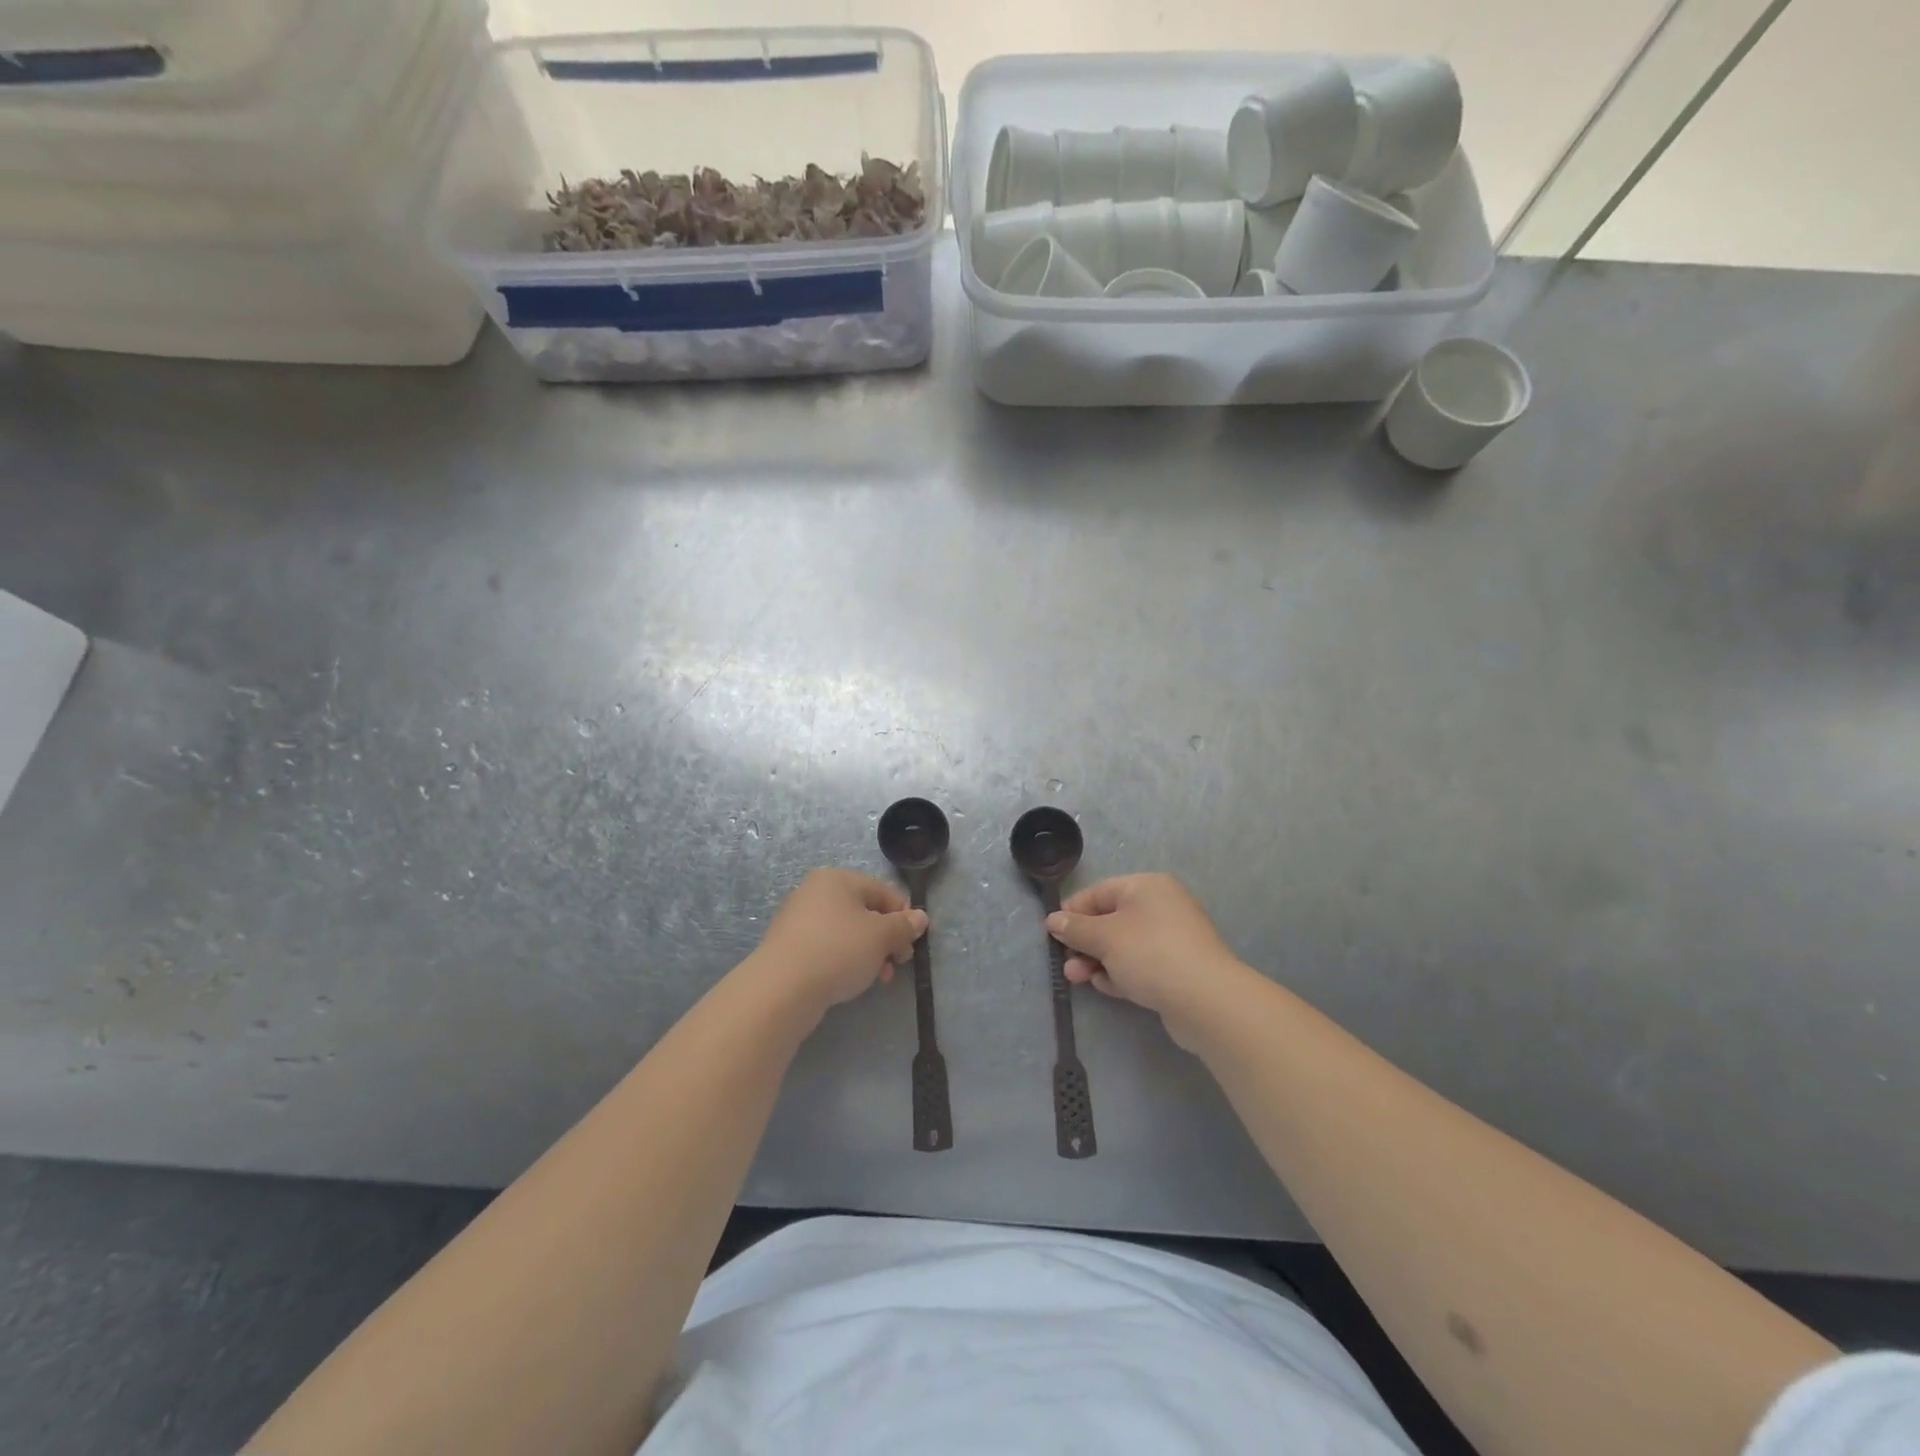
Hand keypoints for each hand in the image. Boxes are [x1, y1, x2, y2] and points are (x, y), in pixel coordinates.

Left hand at [752, 868, 926, 1017]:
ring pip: (847, 932)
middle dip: (886, 938)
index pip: (883, 890)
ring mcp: (799, 919)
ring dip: (869, 953)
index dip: (903, 915)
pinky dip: (845, 960)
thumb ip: (903, 926)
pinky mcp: (789, 947)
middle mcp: (815, 892)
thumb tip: (920, 917)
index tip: (913, 942)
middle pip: (864, 911)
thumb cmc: (838, 950)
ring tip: (879, 978)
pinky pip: (827, 947)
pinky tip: (852, 981)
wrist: (782, 988)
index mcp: (837, 879)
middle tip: (898, 962)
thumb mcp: (881, 936)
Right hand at [1047, 874, 1245, 1045]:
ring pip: (1124, 945)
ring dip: (1098, 960)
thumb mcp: (1105, 937)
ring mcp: (1172, 939)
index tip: (1052, 933)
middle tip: (1066, 963)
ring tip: (1079, 979)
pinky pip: (1140, 965)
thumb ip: (1075, 928)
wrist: (1206, 1000)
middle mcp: (1161, 906)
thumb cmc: (1150, 954)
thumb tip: (1053, 919)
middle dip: (1085, 942)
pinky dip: (1120, 973)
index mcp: (1146, 887)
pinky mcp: (1177, 968)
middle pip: (1111, 920)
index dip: (1073, 911)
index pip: (1099, 892)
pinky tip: (1106, 987)